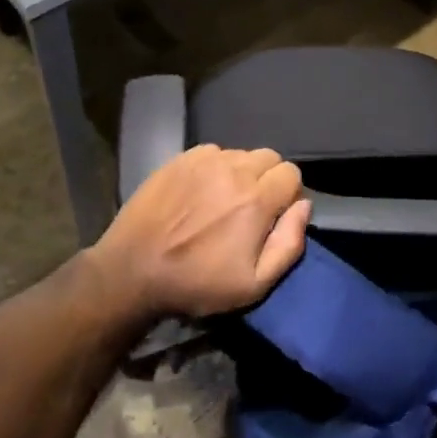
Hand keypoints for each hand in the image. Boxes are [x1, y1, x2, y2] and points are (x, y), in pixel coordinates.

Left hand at [90, 145, 311, 318]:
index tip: (273, 218)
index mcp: (256, 199)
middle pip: (269, 157)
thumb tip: (303, 207)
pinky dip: (215, 168)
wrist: (133, 270)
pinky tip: (200, 192)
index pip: (292, 174)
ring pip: (240, 154)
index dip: (288, 196)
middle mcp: (234, 169)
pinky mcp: (179, 158)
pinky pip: (212, 152)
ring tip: (222, 201)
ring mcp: (203, 160)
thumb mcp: (253, 285)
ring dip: (241, 173)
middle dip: (269, 180)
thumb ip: (288, 244)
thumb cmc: (196, 283)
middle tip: (250, 209)